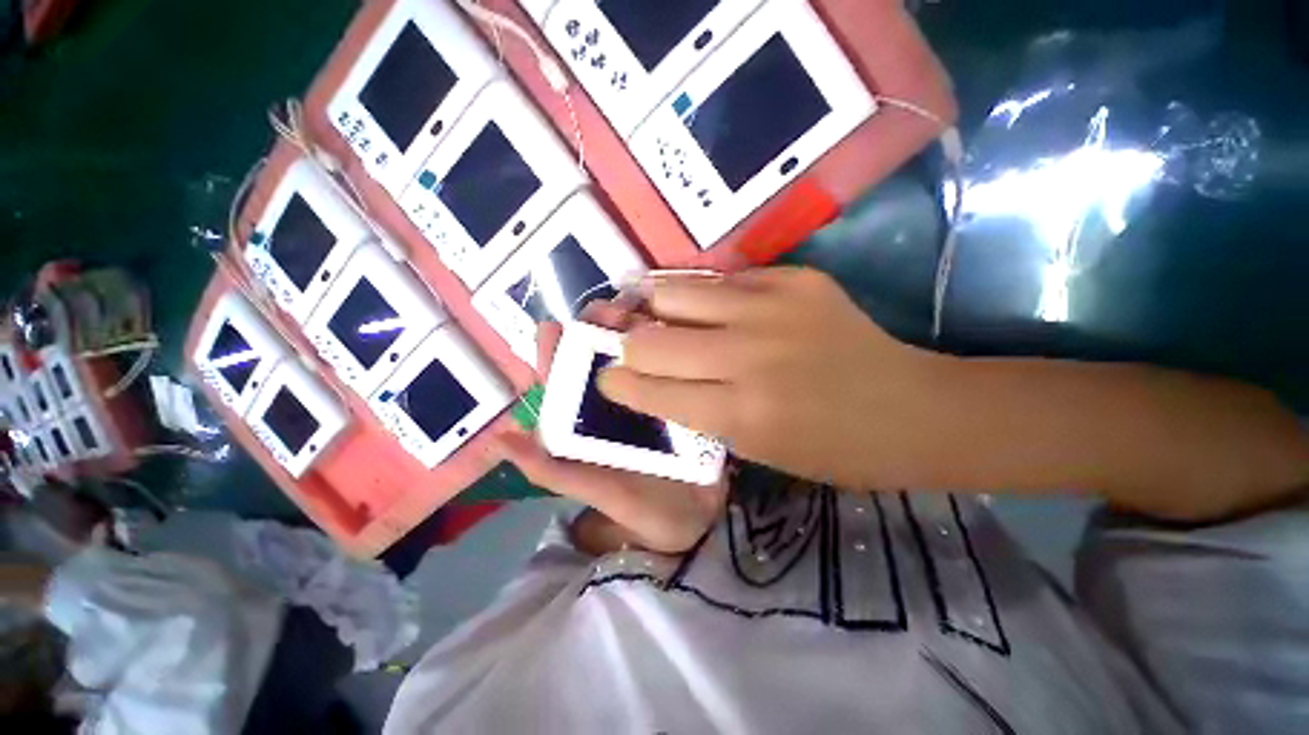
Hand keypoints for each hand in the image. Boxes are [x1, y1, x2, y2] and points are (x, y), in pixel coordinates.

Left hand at [498, 303, 727, 554]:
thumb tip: (499, 440)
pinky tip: (677, 329)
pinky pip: (670, 362)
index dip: (556, 348)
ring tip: (644, 312)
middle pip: (600, 354)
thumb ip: (554, 470)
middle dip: (602, 326)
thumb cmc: (647, 512)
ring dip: (636, 328)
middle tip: (616, 310)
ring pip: (636, 351)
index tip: (559, 327)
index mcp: (587, 420)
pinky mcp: (677, 394)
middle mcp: (613, 400)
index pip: (562, 377)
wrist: (701, 520)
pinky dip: (669, 343)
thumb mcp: (600, 491)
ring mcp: (648, 394)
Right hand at [600, 267, 959, 489]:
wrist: (910, 408)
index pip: (648, 389)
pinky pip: (719, 279)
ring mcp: (771, 308)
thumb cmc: (831, 449)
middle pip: (651, 339)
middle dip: (626, 346)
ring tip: (642, 311)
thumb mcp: (755, 449)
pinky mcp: (792, 279)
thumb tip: (652, 379)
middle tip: (623, 347)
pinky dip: (694, 292)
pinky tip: (688, 299)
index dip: (617, 383)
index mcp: (739, 414)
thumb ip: (698, 410)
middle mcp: (747, 356)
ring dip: (650, 308)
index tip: (607, 378)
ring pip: (675, 295)